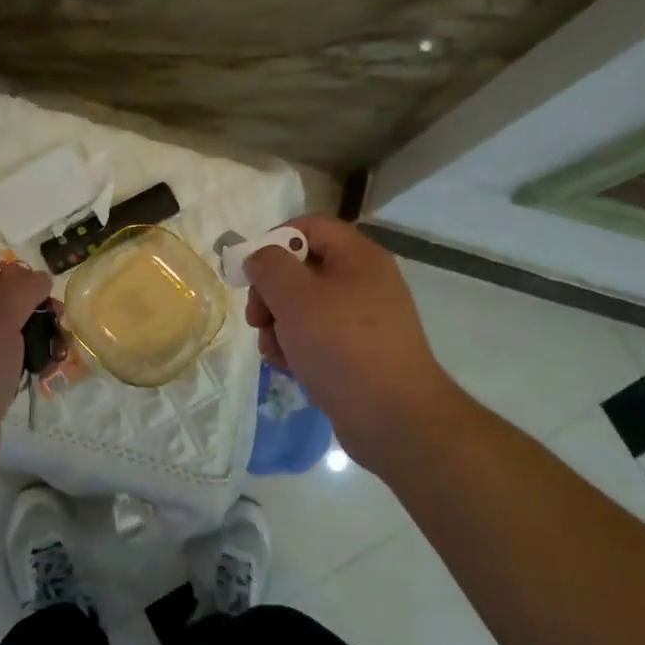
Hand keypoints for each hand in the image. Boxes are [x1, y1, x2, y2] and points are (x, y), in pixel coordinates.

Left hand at [0, 259, 52, 493]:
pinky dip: (25, 364)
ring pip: (3, 336)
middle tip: (58, 322)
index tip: (39, 290)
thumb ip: (22, 290)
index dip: (10, 273)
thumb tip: (38, 278)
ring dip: (34, 338)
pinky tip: (45, 373)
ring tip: (59, 351)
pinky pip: (2, 365)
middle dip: (31, 309)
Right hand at [244, 216, 460, 472]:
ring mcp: (362, 319)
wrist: (393, 418)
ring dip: (278, 326)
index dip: (274, 240)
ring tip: (275, 352)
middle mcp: (363, 281)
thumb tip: (259, 257)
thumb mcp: (296, 298)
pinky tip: (290, 368)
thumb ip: (269, 266)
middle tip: (257, 319)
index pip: (309, 226)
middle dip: (271, 293)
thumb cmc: (343, 347)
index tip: (251, 272)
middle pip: (301, 269)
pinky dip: (296, 348)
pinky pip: (316, 337)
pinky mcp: (357, 352)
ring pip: (303, 307)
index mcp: (358, 257)